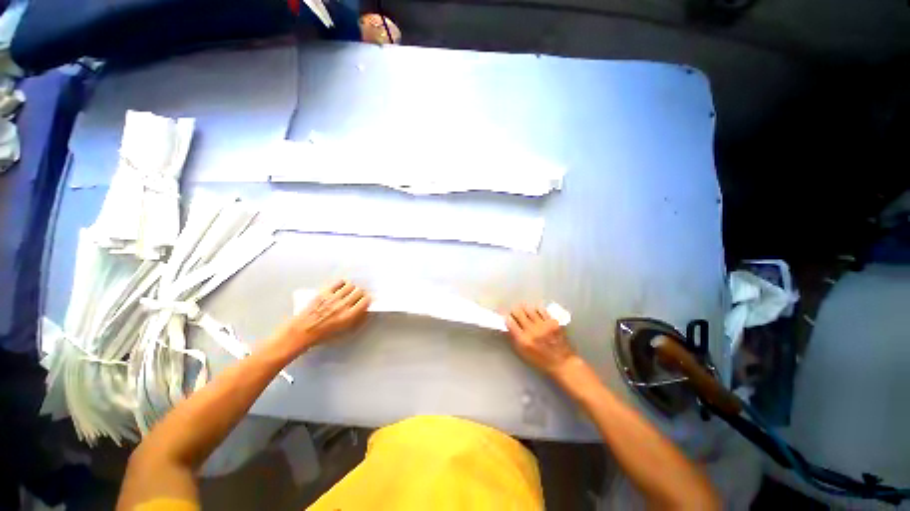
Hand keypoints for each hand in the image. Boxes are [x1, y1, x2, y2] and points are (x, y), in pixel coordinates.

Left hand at [276, 279, 371, 349]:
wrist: (301, 331)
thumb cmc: (323, 335)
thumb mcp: (344, 331)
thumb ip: (356, 319)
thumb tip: (364, 310)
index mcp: (349, 316)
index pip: (365, 300)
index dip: (367, 300)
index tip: (365, 301)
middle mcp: (343, 305)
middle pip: (359, 291)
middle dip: (360, 294)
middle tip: (357, 297)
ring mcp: (333, 297)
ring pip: (350, 285)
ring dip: (351, 289)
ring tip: (348, 293)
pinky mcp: (325, 292)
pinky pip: (339, 283)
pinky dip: (342, 284)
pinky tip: (340, 288)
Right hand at [505, 304, 576, 375]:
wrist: (562, 363)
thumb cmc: (540, 361)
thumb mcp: (522, 353)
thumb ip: (514, 338)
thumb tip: (507, 325)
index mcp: (523, 340)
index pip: (510, 322)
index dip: (507, 318)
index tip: (507, 317)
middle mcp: (532, 331)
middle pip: (518, 312)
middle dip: (514, 311)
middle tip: (515, 313)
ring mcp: (543, 325)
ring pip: (529, 309)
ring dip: (524, 309)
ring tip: (524, 311)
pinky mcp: (553, 322)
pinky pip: (541, 310)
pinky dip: (536, 310)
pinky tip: (535, 312)